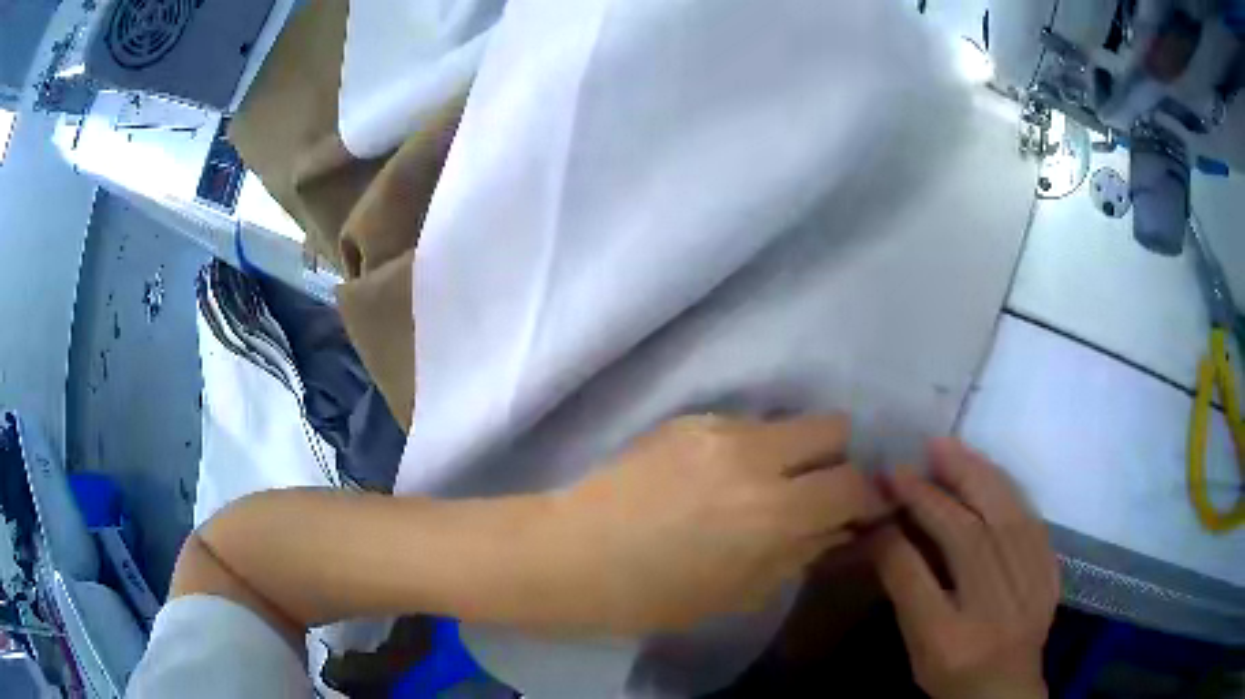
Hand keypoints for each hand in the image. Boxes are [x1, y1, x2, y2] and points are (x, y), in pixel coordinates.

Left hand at [540, 415, 887, 633]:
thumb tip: (838, 527)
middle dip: (837, 460)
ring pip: (787, 423)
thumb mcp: (742, 592)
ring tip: (760, 490)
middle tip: (816, 494)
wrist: (572, 554)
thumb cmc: (654, 594)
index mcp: (774, 511)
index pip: (853, 484)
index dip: (868, 498)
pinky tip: (716, 482)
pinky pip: (743, 427)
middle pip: (833, 426)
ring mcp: (717, 428)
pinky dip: (750, 451)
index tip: (864, 511)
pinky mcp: (687, 419)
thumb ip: (801, 552)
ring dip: (791, 454)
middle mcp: (755, 455)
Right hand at [869, 439, 1058, 698]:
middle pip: (967, 541)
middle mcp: (994, 612)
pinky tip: (989, 471)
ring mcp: (1029, 590)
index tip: (879, 497)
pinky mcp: (1050, 573)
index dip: (894, 536)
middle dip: (934, 496)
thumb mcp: (918, 647)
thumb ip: (904, 592)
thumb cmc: (952, 673)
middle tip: (910, 461)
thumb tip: (884, 533)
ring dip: (974, 477)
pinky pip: (1032, 521)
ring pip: (1005, 520)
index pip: (916, 581)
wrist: (1006, 688)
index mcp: (949, 641)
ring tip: (948, 448)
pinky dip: (1008, 490)